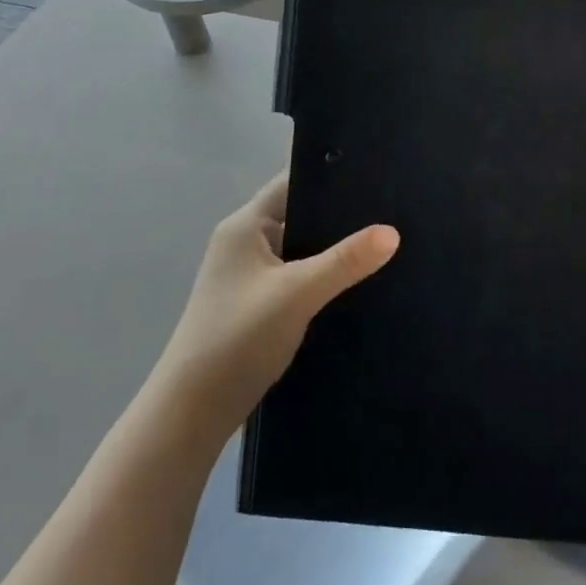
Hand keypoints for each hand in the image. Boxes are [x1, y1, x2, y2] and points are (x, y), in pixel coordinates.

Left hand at [159, 172, 397, 436]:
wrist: (193, 411)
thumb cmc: (238, 338)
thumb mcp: (297, 294)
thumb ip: (345, 261)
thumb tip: (392, 232)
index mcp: (244, 226)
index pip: (292, 182)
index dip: (331, 175)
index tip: (376, 172)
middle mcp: (245, 242)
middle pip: (299, 214)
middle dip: (340, 213)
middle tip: (391, 209)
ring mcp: (250, 275)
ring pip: (301, 247)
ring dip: (333, 247)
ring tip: (384, 240)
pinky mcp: (258, 303)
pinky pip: (298, 274)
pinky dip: (323, 274)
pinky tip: (357, 280)